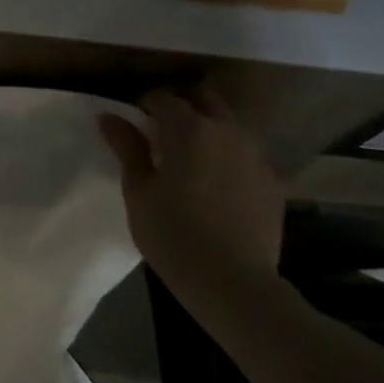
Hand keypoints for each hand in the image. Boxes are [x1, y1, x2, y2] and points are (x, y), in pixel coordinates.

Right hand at [98, 85, 285, 315]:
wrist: (234, 284)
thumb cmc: (173, 233)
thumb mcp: (138, 190)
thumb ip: (127, 147)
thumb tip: (109, 116)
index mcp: (189, 129)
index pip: (162, 98)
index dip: (144, 104)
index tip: (132, 121)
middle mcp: (227, 131)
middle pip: (204, 99)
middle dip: (181, 104)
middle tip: (160, 129)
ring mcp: (257, 156)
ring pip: (229, 124)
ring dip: (208, 128)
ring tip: (190, 155)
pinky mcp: (275, 182)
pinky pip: (247, 154)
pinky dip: (229, 155)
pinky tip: (217, 182)